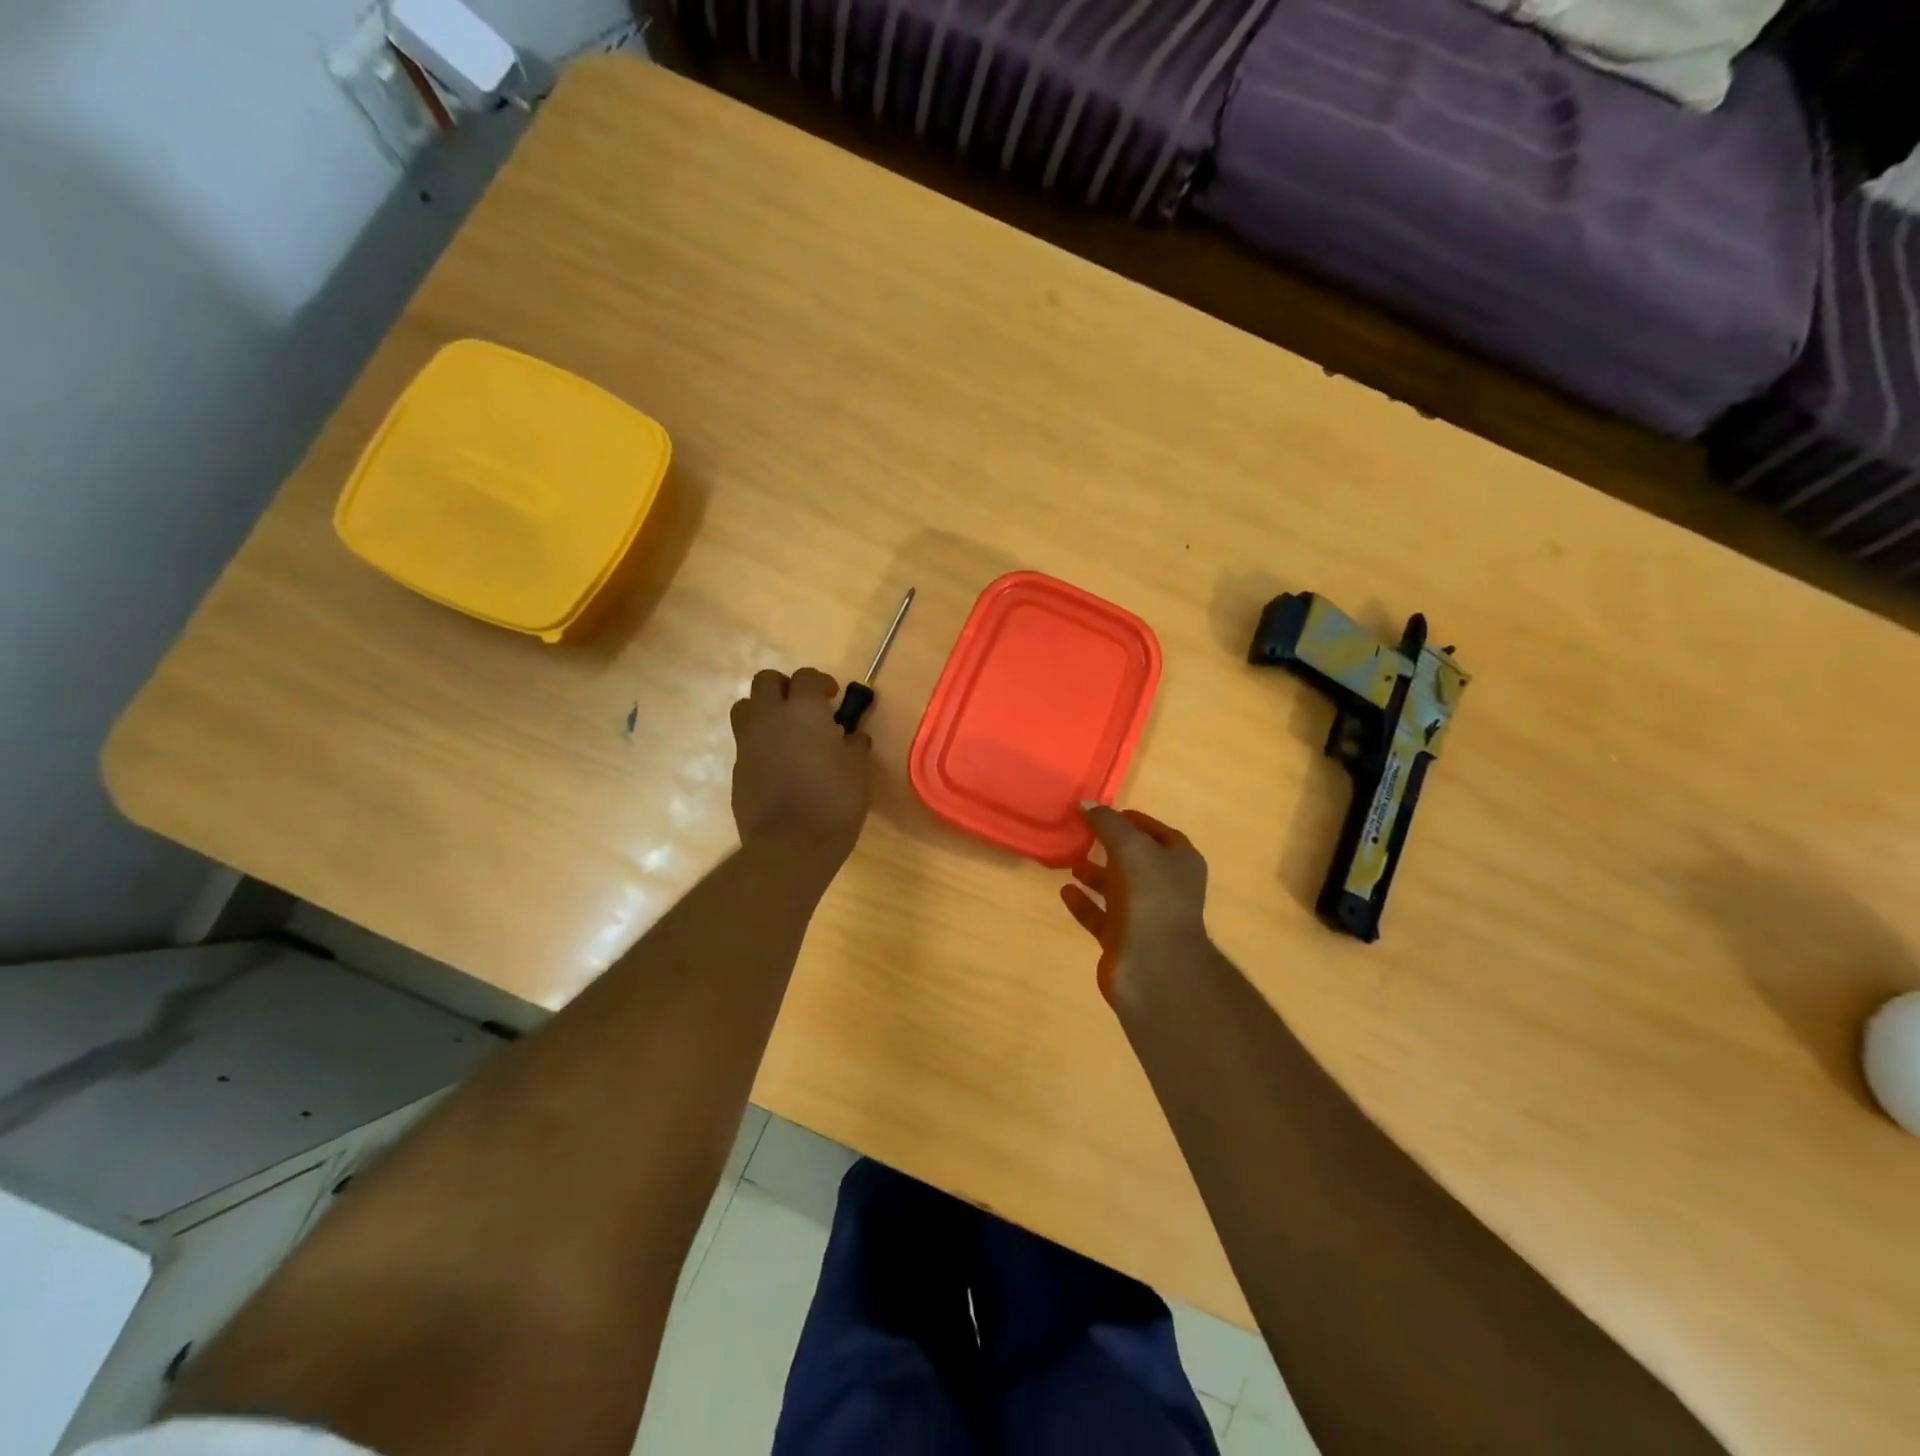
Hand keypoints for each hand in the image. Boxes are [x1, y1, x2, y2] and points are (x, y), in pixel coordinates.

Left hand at [730, 668, 871, 868]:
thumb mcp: (857, 771)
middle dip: (785, 687)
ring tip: (785, 732)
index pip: (806, 676)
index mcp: (802, 710)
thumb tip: (852, 737)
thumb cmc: (834, 801)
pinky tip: (779, 765)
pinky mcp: (737, 769)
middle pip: (766, 681)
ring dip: (764, 711)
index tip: (833, 698)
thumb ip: (854, 745)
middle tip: (805, 708)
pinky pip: (745, 742)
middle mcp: (769, 717)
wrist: (790, 845)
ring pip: (745, 707)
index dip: (820, 682)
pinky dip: (760, 744)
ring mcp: (747, 743)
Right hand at [1060, 804, 1210, 1003]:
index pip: (1157, 832)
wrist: (1154, 967)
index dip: (1132, 821)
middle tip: (1080, 833)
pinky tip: (1065, 891)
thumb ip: (1108, 824)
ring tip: (1069, 860)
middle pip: (1136, 860)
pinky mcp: (1123, 939)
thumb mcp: (1130, 848)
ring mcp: (1145, 915)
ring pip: (1116, 887)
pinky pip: (1100, 915)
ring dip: (1094, 874)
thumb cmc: (1150, 898)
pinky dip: (1083, 902)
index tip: (1103, 813)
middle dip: (1110, 846)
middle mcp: (1166, 887)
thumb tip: (1086, 804)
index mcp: (1180, 862)